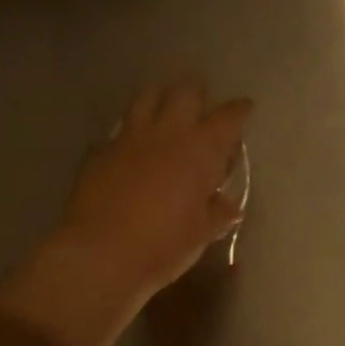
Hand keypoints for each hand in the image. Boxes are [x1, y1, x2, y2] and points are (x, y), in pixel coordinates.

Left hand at [60, 80, 252, 300]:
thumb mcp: (200, 233)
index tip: (244, 108)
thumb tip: (227, 204)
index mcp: (200, 150)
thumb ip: (216, 213)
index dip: (239, 110)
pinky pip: (116, 131)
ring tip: (164, 107)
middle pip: (185, 92)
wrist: (100, 253)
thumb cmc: (163, 245)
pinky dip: (126, 133)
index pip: (227, 118)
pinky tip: (127, 147)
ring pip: (146, 97)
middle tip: (201, 104)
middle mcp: (167, 132)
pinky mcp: (99, 151)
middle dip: (197, 93)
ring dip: (160, 97)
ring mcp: (129, 138)